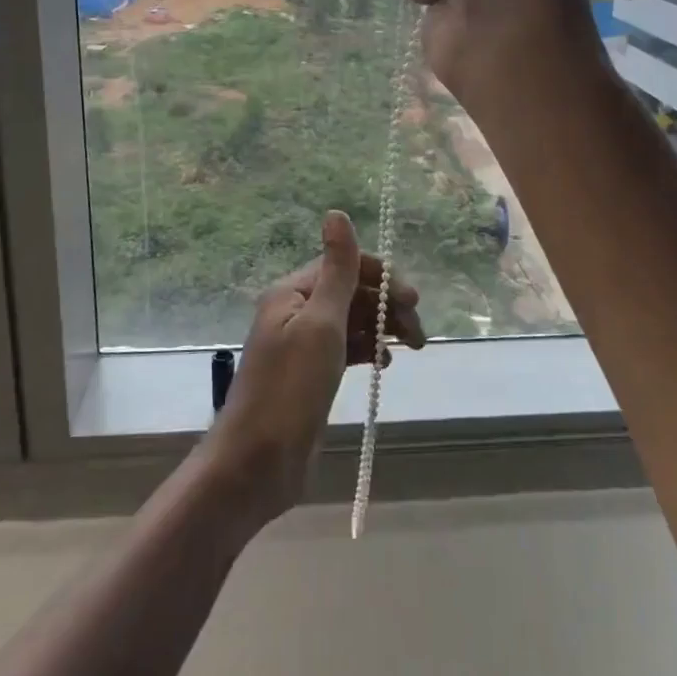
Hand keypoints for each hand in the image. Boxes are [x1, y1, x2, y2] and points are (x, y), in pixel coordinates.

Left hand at [204, 211, 425, 523]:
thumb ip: (337, 271)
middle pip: (350, 294)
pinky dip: (368, 349)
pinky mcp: (311, 375)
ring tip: (412, 348)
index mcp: (292, 293)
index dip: (380, 277)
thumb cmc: (290, 389)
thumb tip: (336, 212)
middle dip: (386, 305)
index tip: (412, 301)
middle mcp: (295, 312)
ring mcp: (302, 346)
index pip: (342, 266)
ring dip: (382, 328)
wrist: (258, 463)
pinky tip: (385, 363)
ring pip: (351, 322)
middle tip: (418, 334)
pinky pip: (346, 349)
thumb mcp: (320, 324)